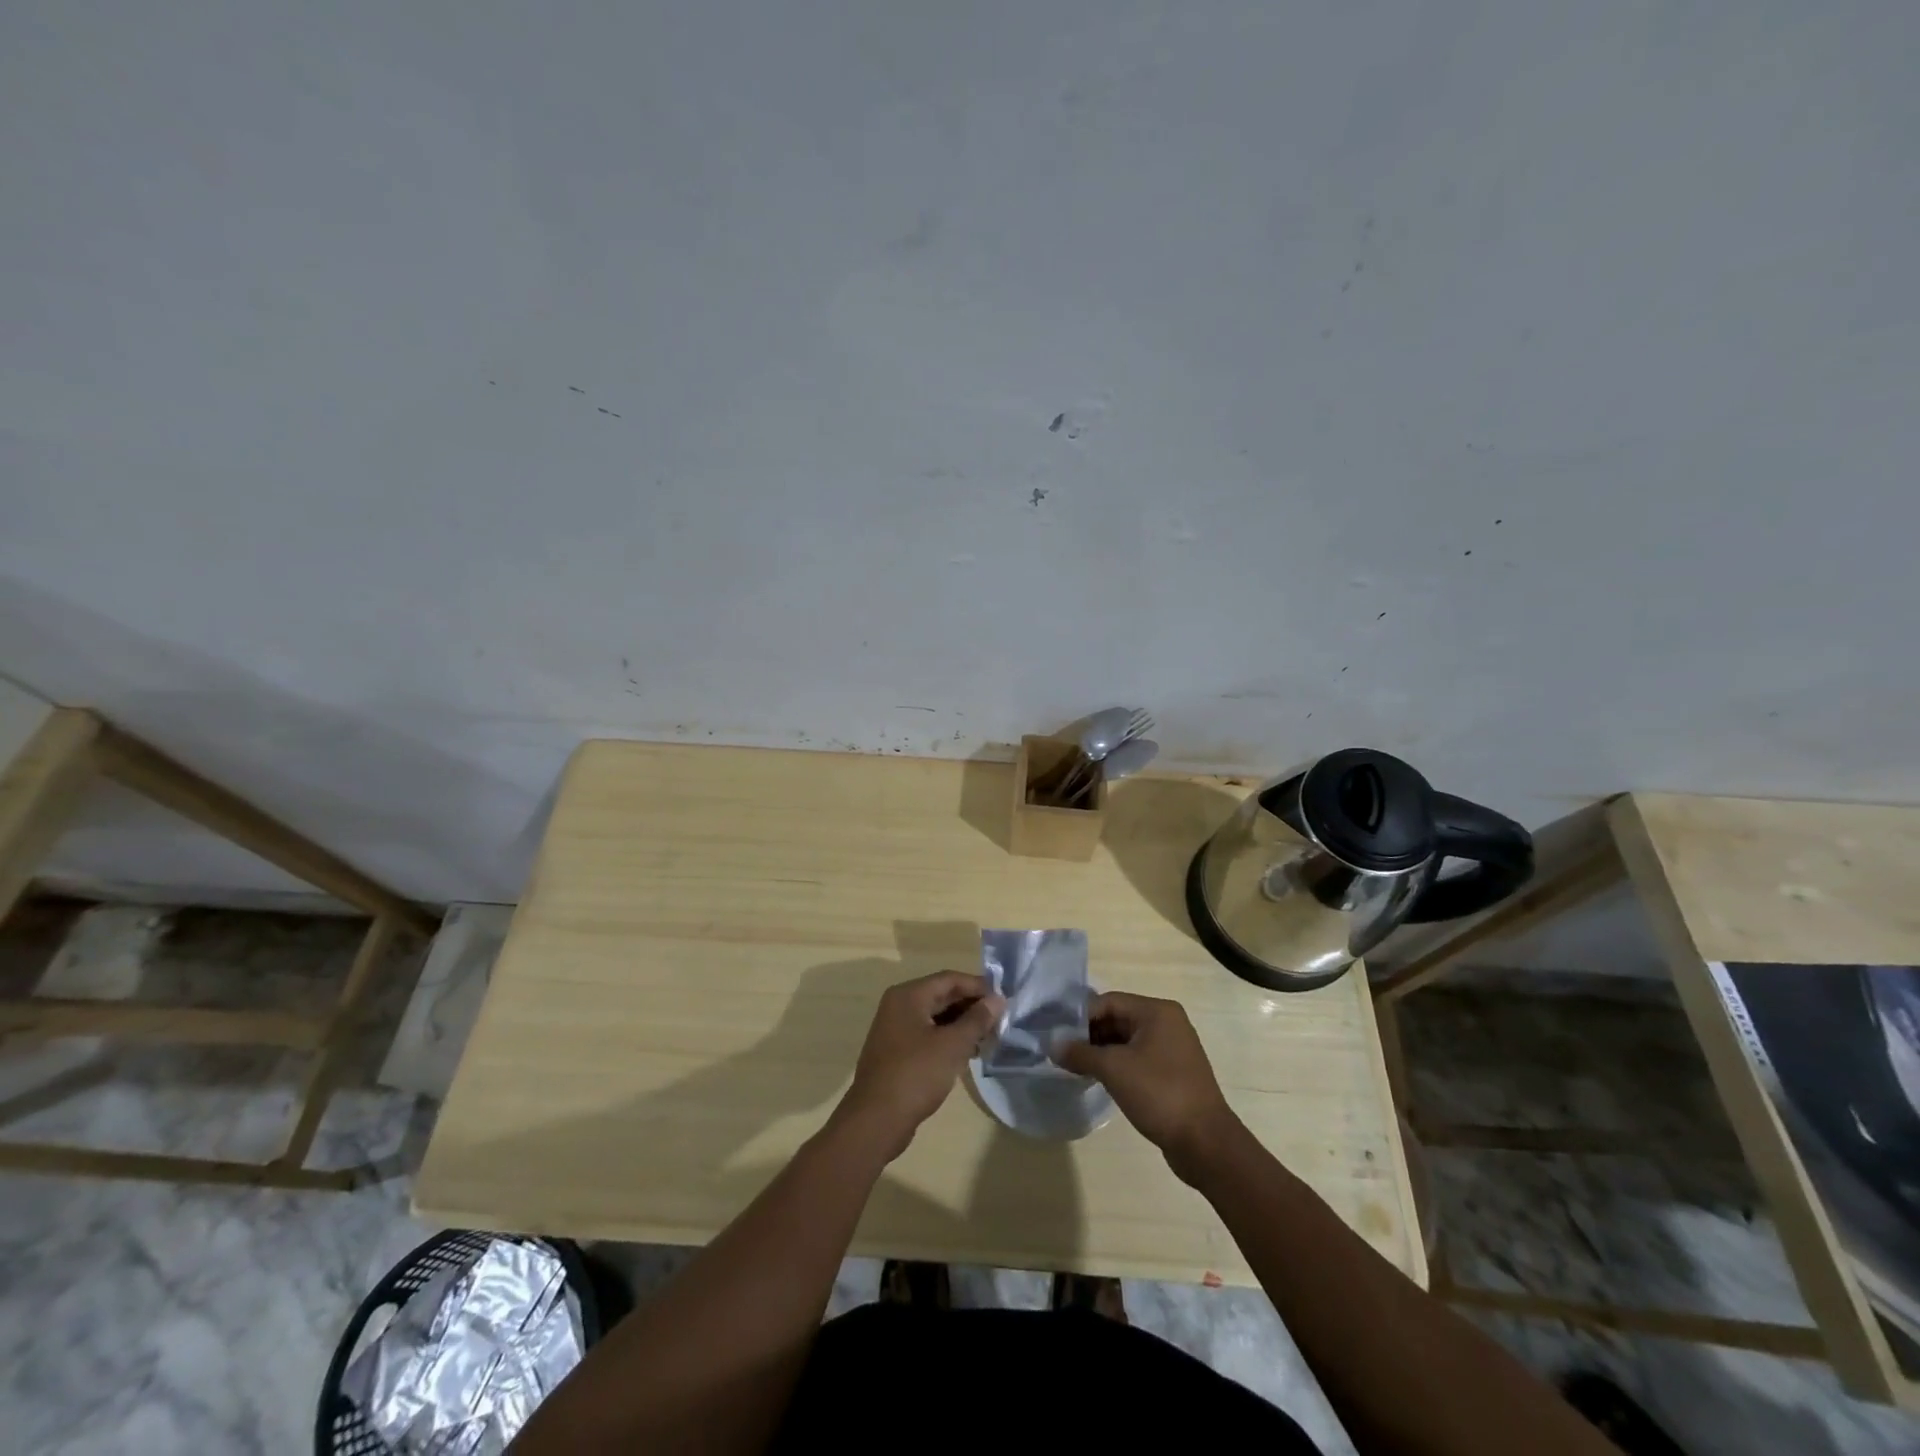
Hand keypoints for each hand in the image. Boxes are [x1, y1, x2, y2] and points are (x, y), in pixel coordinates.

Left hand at [832, 971, 1004, 1161]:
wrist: (876, 1120)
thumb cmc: (916, 1075)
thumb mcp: (952, 1045)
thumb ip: (977, 1019)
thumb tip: (998, 999)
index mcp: (909, 995)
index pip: (950, 979)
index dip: (978, 986)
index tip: (1004, 999)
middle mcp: (899, 1005)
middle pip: (942, 996)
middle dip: (971, 1006)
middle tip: (1000, 1020)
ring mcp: (895, 1029)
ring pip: (936, 1017)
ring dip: (962, 1024)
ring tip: (989, 1038)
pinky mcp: (897, 1051)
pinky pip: (928, 1035)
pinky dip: (948, 1039)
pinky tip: (968, 1054)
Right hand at [1053, 991, 1242, 1182]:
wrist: (1205, 1143)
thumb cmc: (1159, 1094)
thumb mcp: (1114, 1069)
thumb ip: (1080, 1053)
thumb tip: (1052, 1044)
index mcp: (1157, 1011)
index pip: (1109, 1001)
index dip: (1081, 1017)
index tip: (1058, 1036)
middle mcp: (1167, 1023)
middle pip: (1118, 1019)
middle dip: (1090, 1035)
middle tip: (1062, 1053)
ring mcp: (1172, 1049)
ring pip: (1126, 1041)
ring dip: (1102, 1052)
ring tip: (1075, 1067)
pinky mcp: (1173, 1073)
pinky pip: (1138, 1059)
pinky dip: (1117, 1065)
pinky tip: (1098, 1080)